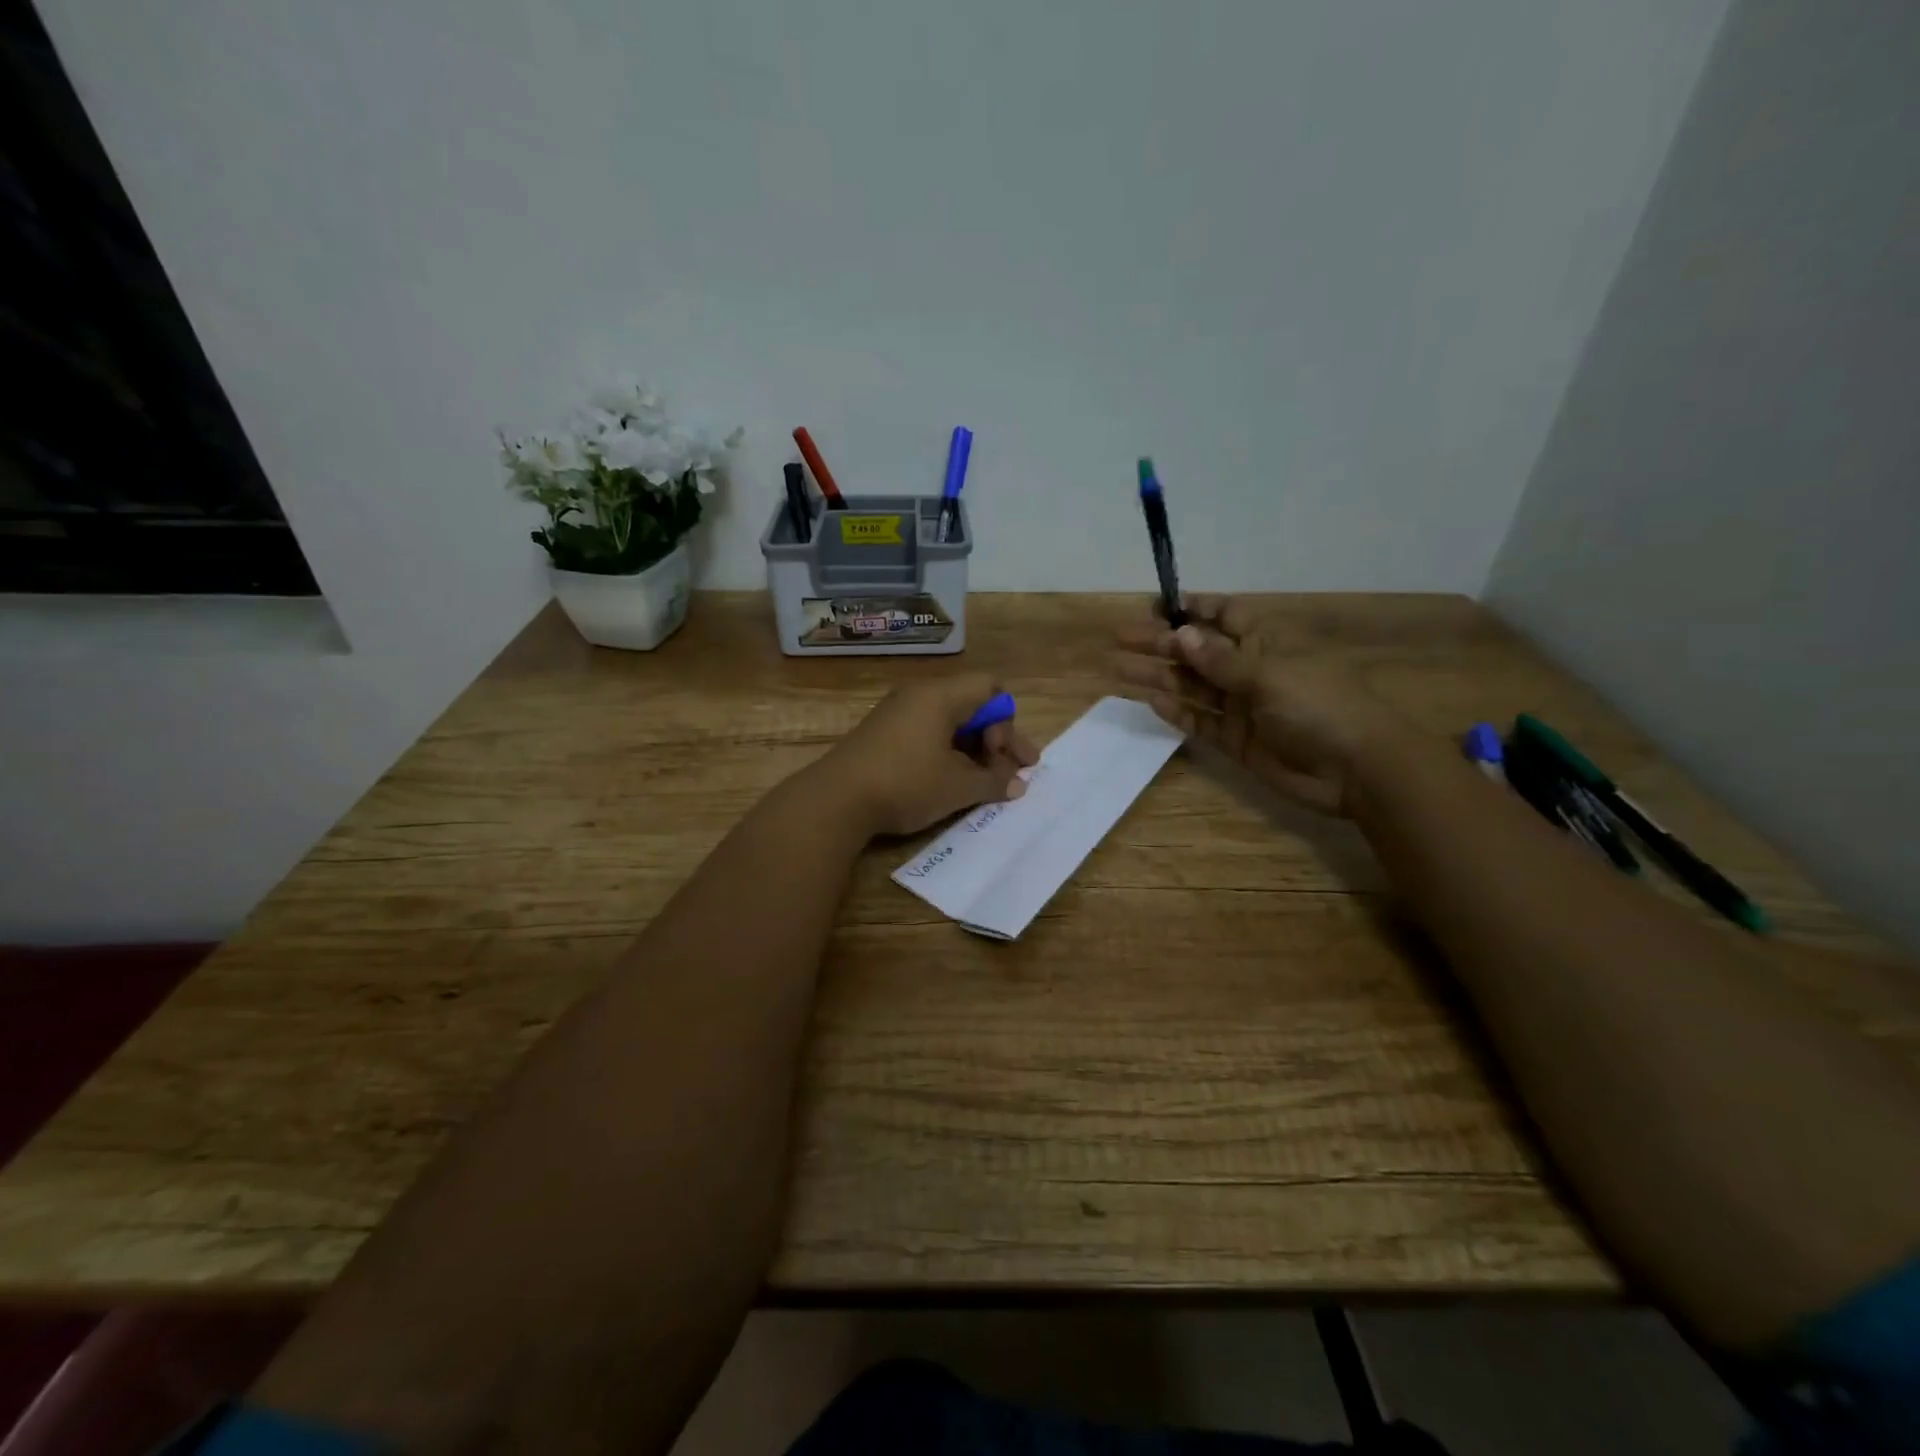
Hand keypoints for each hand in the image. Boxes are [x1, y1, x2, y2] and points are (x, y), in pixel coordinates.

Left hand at [815, 673, 1039, 837]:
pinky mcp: (883, 735)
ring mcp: (897, 714)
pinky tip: (952, 782)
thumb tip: (1018, 784)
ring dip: (973, 750)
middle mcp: (919, 696)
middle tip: (1013, 774)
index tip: (1009, 757)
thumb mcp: (957, 787)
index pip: (990, 688)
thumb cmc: (905, 784)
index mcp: (940, 696)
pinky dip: (948, 753)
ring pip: (950, 723)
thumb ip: (994, 782)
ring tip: (985, 783)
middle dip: (997, 740)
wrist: (835, 800)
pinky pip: (928, 733)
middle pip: (972, 705)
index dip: (1008, 722)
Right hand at [1111, 595, 1415, 816]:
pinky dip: (1176, 712)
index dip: (1190, 608)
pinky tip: (1150, 702)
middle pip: (1196, 651)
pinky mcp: (1236, 740)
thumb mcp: (1268, 674)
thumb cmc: (1319, 705)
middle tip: (1120, 639)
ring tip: (1118, 670)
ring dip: (1158, 676)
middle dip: (1160, 643)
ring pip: (1191, 686)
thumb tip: (1180, 635)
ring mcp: (1241, 706)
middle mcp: (1249, 668)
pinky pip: (1199, 721)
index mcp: (1265, 641)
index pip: (1222, 614)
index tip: (1154, 605)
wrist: (1356, 769)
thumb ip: (1219, 660)